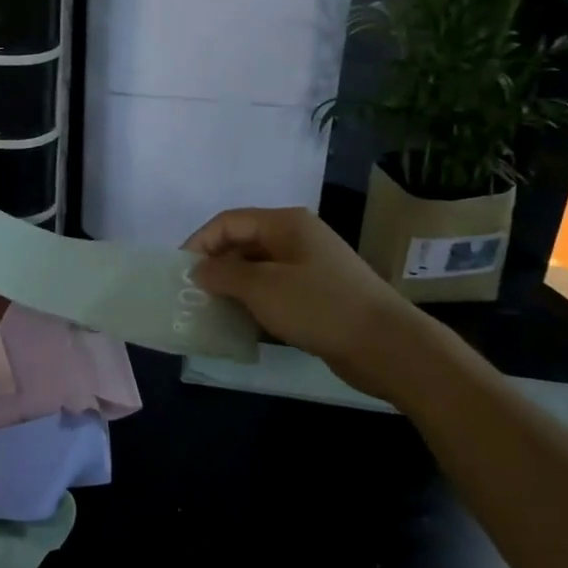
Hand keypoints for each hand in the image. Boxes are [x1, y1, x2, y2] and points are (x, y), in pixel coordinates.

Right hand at [185, 207, 428, 398]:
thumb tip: (199, 270)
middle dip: (215, 268)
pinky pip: (275, 293)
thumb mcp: (262, 288)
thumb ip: (223, 274)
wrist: (387, 346)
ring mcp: (310, 268)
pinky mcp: (318, 296)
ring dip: (234, 290)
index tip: (180, 274)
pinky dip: (255, 305)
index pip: (228, 222)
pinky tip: (242, 327)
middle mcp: (297, 239)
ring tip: (212, 314)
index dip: (199, 243)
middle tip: (193, 297)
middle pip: (242, 244)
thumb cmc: (319, 307)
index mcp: (285, 224)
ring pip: (258, 271)